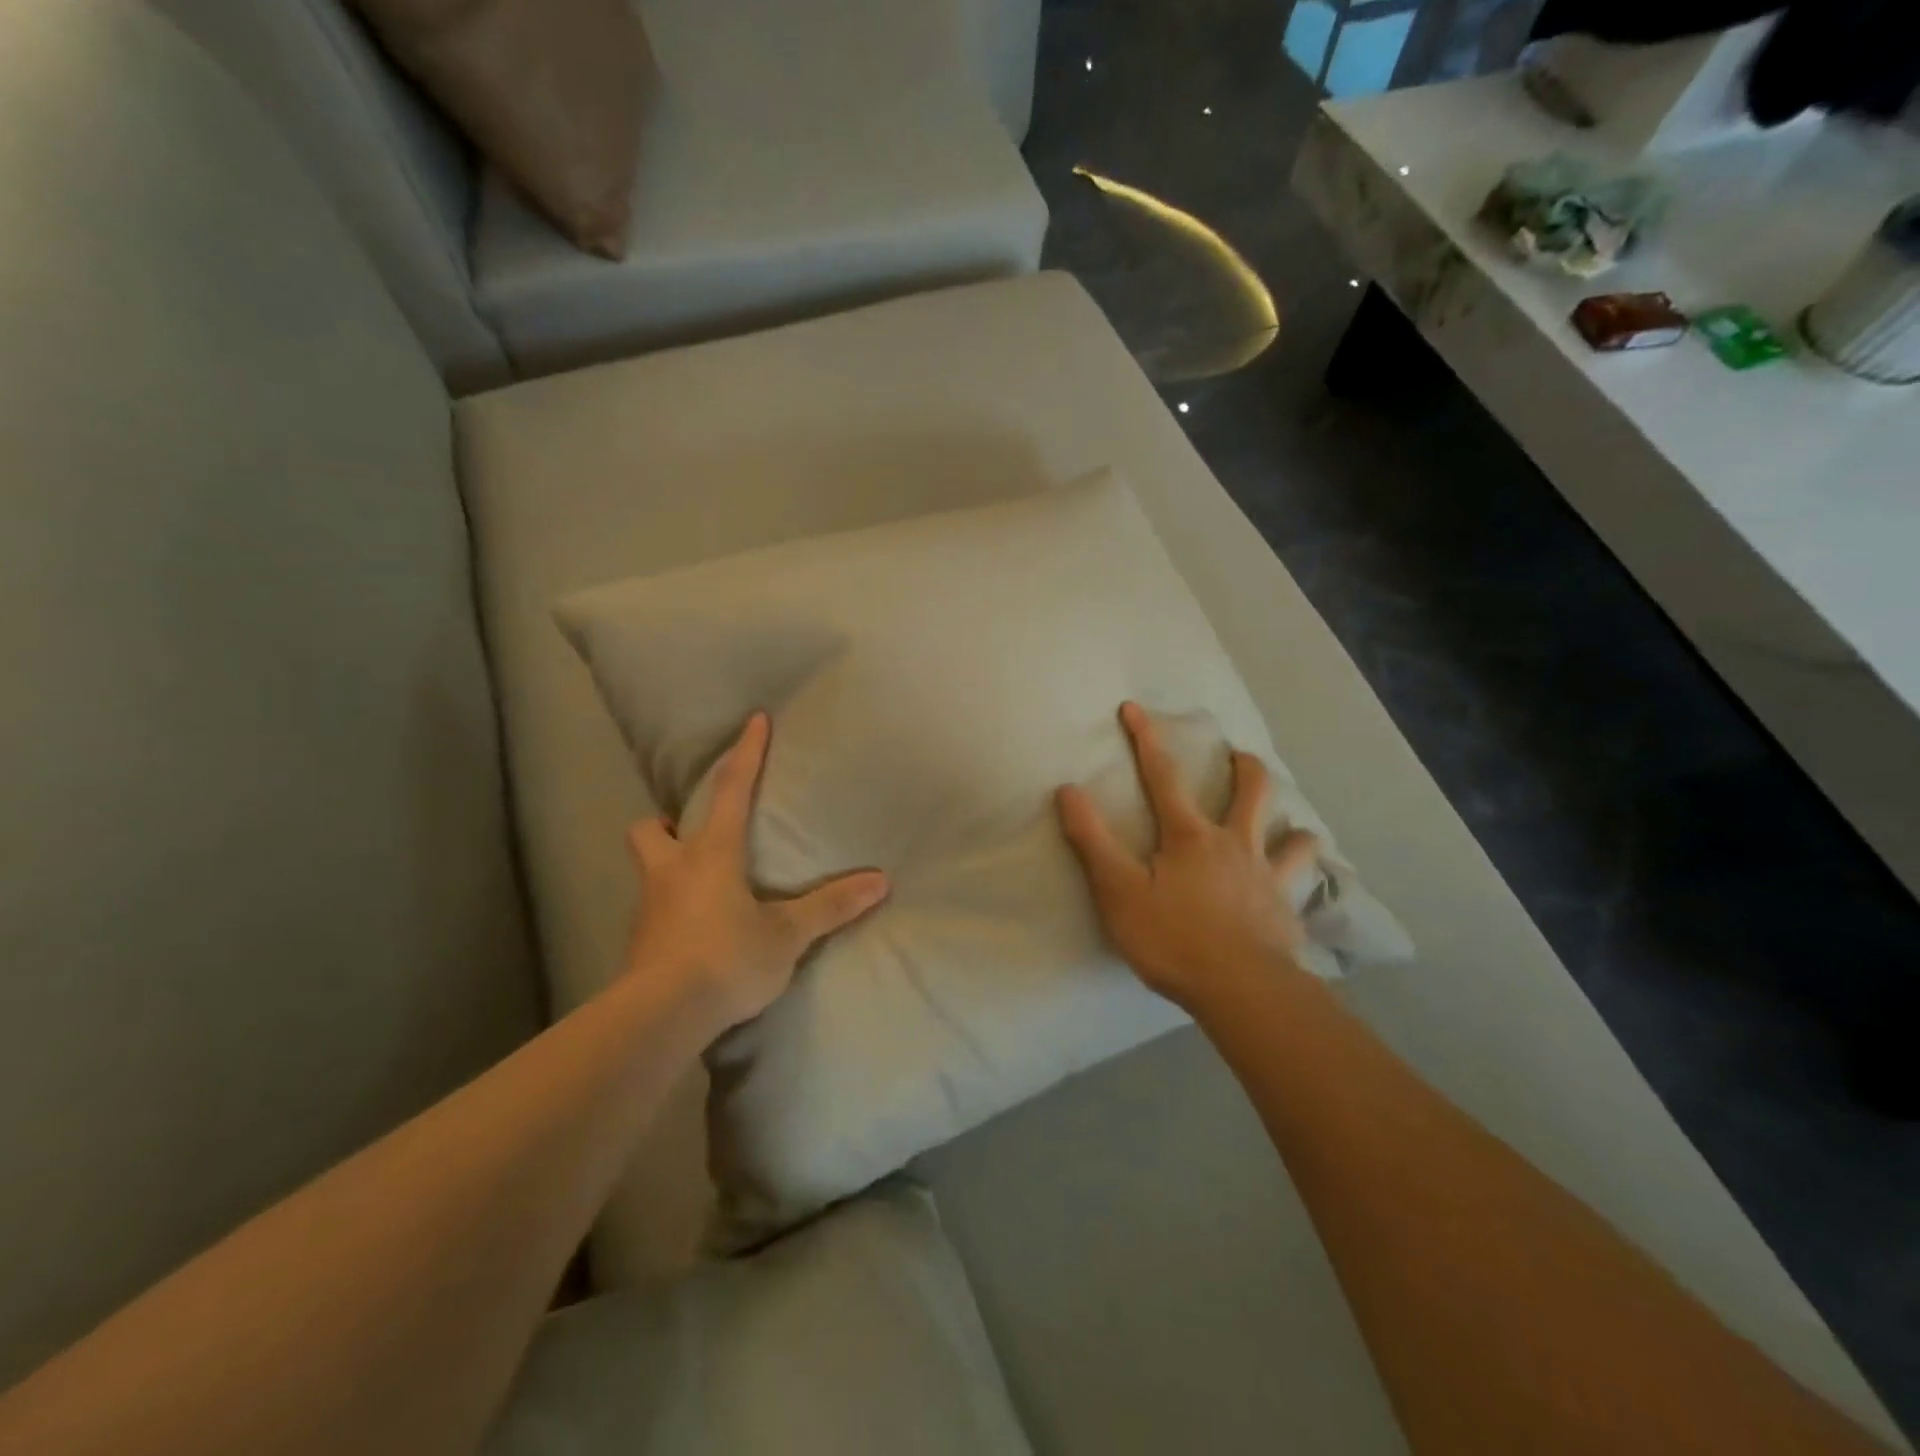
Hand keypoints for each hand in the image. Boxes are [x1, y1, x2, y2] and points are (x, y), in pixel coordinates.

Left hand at [624, 712, 889, 1036]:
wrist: (658, 1018)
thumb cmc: (725, 959)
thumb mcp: (786, 935)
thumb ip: (830, 906)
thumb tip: (880, 882)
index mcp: (710, 854)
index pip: (731, 790)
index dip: (746, 753)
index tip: (754, 720)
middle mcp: (671, 871)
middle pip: (649, 828)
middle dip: (666, 820)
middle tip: (691, 830)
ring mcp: (649, 907)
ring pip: (648, 868)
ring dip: (666, 863)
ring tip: (698, 879)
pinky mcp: (640, 942)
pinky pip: (654, 908)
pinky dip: (672, 905)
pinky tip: (695, 928)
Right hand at [1055, 701, 1317, 1012]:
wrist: (1241, 989)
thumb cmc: (1172, 938)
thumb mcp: (1117, 890)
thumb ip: (1092, 840)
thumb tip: (1069, 790)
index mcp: (1190, 836)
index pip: (1163, 776)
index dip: (1146, 739)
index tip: (1134, 708)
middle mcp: (1235, 845)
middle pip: (1251, 792)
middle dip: (1244, 767)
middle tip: (1240, 756)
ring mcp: (1267, 878)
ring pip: (1293, 838)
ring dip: (1291, 825)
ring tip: (1290, 825)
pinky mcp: (1287, 912)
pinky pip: (1303, 887)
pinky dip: (1305, 880)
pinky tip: (1305, 887)